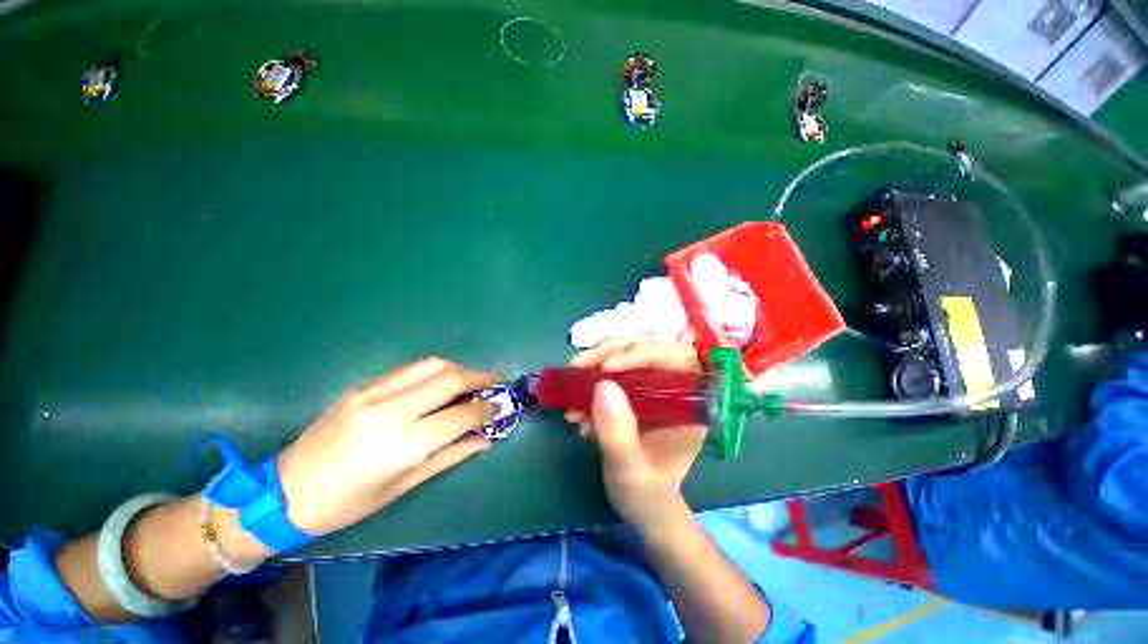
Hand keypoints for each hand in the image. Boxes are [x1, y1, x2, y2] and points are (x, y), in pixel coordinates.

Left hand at [277, 358, 498, 536]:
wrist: (284, 493)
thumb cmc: (347, 503)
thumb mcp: (404, 486)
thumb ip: (450, 456)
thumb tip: (485, 439)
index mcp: (402, 444)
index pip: (460, 414)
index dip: (486, 409)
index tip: (499, 407)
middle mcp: (390, 410)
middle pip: (450, 378)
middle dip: (480, 377)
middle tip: (495, 383)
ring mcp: (373, 393)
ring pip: (431, 364)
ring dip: (459, 368)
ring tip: (471, 380)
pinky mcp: (361, 386)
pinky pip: (409, 369)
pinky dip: (433, 370)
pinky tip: (440, 382)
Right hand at [568, 337, 706, 532]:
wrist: (643, 506)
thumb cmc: (646, 494)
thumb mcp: (630, 469)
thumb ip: (618, 433)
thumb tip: (602, 385)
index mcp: (691, 403)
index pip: (675, 356)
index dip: (641, 352)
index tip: (606, 368)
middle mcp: (676, 387)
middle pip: (647, 346)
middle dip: (609, 352)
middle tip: (577, 367)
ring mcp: (655, 386)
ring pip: (627, 353)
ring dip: (595, 364)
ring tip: (570, 386)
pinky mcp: (637, 391)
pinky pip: (614, 370)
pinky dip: (591, 380)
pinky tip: (575, 406)